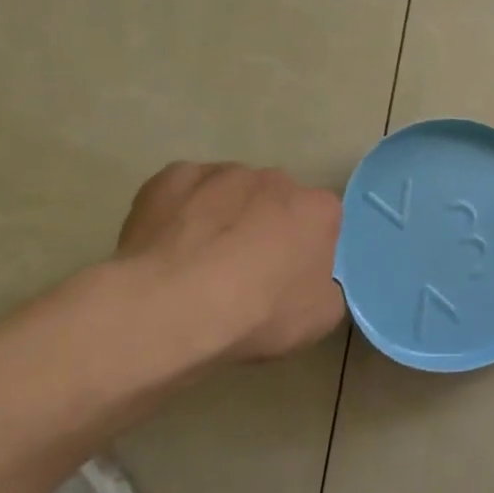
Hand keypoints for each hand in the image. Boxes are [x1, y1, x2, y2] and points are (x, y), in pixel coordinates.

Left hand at [113, 162, 344, 365]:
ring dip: (223, 216)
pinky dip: (180, 211)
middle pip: (275, 200)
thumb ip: (325, 288)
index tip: (290, 276)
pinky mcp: (171, 178)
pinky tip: (168, 245)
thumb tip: (312, 282)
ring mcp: (221, 174)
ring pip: (229, 191)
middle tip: (244, 270)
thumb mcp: (318, 319)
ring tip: (199, 262)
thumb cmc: (257, 313)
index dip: (306, 248)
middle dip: (265, 226)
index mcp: (317, 210)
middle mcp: (275, 179)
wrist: (172, 306)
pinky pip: (184, 191)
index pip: (323, 220)